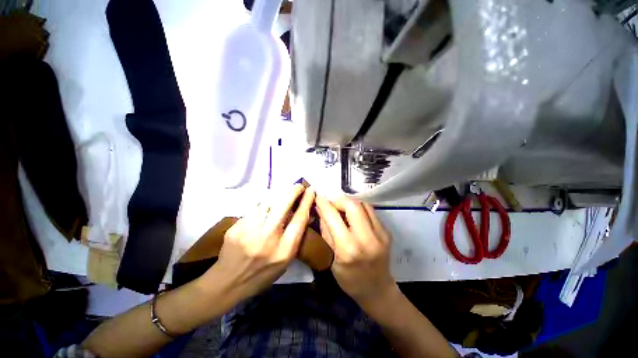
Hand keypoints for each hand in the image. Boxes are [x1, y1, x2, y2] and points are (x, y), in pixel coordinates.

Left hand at [211, 184, 314, 299]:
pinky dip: (263, 204)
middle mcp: (268, 238)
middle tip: (298, 185)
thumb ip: (295, 237)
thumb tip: (304, 214)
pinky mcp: (236, 227)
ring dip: (278, 194)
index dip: (307, 202)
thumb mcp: (286, 260)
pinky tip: (265, 206)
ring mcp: (250, 231)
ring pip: (267, 202)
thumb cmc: (264, 273)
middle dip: (293, 191)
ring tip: (283, 193)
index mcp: (285, 250)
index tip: (311, 190)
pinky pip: (255, 208)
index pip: (299, 219)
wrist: (229, 282)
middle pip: (283, 205)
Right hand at [315, 195, 395, 304]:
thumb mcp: (331, 258)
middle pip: (352, 205)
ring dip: (350, 203)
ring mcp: (380, 234)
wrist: (378, 290)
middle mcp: (367, 238)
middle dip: (339, 200)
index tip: (318, 197)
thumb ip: (326, 231)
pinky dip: (359, 209)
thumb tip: (321, 210)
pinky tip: (354, 216)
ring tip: (342, 209)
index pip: (333, 217)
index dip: (324, 204)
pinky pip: (370, 211)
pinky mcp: (387, 232)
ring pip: (363, 204)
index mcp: (348, 249)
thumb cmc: (349, 279)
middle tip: (331, 204)